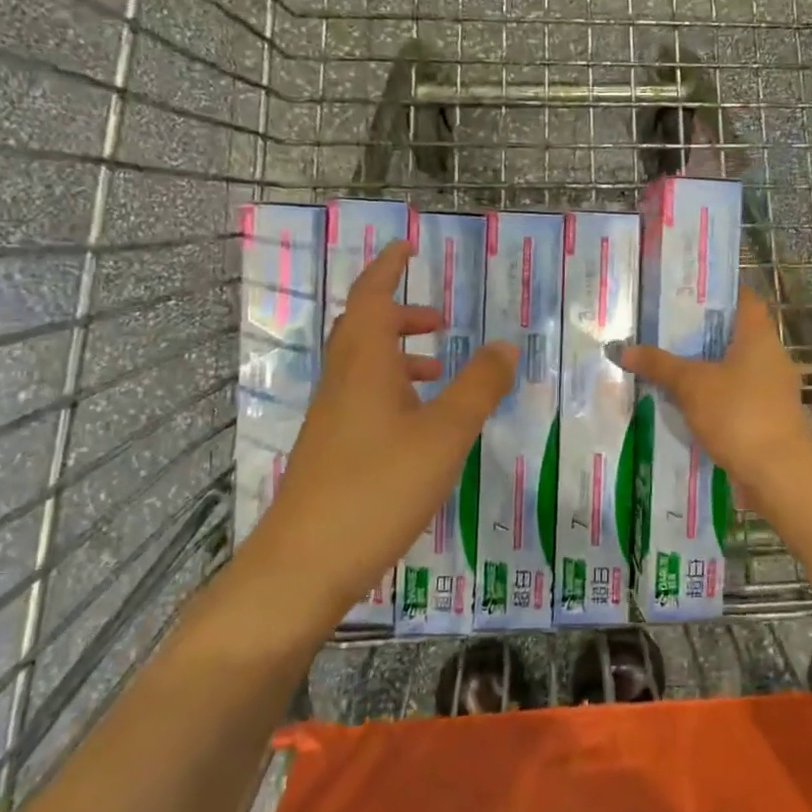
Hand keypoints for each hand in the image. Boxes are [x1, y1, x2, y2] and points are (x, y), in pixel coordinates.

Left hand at [244, 240, 516, 612]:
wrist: (304, 564)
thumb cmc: (378, 487)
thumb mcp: (445, 434)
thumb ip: (479, 386)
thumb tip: (506, 344)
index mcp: (364, 365)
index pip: (371, 297)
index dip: (388, 268)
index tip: (407, 246)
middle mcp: (342, 383)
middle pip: (364, 329)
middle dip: (400, 315)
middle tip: (439, 319)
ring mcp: (332, 419)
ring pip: (363, 368)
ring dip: (398, 355)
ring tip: (438, 369)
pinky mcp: (332, 451)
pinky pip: (363, 399)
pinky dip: (393, 391)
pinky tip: (419, 425)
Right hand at [622, 290, 811, 513]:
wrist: (777, 473)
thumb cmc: (738, 414)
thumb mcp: (691, 385)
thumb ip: (659, 364)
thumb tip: (623, 349)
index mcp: (759, 336)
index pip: (743, 299)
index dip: (717, 292)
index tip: (685, 293)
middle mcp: (771, 357)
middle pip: (734, 335)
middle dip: (700, 335)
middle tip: (662, 331)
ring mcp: (772, 390)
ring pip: (733, 370)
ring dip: (705, 369)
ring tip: (666, 367)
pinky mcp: (768, 419)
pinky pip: (735, 398)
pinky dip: (713, 398)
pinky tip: (684, 405)